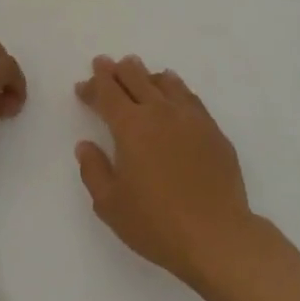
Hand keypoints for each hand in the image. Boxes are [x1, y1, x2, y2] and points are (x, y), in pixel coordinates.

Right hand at [73, 54, 257, 287]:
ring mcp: (191, 118)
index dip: (94, 84)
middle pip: (136, 78)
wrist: (216, 235)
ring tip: (139, 72)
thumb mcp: (110, 204)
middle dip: (118, 70)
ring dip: (147, 75)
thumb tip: (85, 145)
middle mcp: (160, 112)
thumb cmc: (156, 223)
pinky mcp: (213, 130)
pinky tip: (174, 92)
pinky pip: (189, 97)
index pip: (108, 94)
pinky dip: (175, 87)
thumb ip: (93, 170)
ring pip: (165, 82)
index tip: (83, 84)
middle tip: (108, 65)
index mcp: (131, 127)